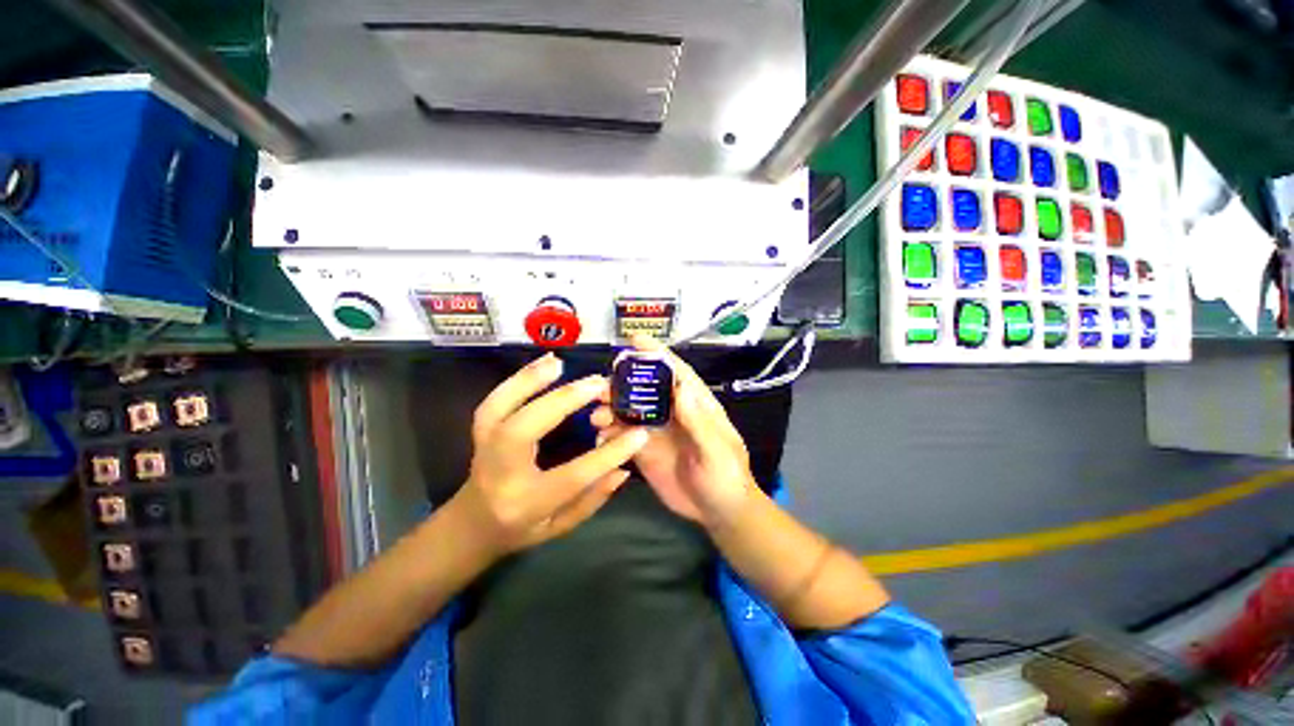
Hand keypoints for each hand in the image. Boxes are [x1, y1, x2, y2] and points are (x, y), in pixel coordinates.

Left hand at [454, 353, 649, 556]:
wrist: (471, 525)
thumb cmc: (520, 530)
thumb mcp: (560, 527)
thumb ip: (592, 499)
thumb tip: (623, 469)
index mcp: (526, 503)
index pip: (572, 477)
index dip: (608, 455)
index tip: (638, 433)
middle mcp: (500, 474)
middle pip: (524, 431)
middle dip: (562, 402)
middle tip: (597, 384)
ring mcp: (483, 448)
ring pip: (498, 409)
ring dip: (530, 380)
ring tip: (559, 362)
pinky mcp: (480, 431)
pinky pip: (493, 401)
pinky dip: (517, 378)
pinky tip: (543, 363)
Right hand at [592, 336, 759, 529]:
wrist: (719, 512)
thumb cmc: (727, 477)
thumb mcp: (717, 450)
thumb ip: (698, 422)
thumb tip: (680, 385)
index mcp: (695, 404)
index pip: (675, 372)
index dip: (657, 355)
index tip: (635, 340)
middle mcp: (672, 412)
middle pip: (644, 389)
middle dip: (621, 383)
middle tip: (599, 387)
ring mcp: (657, 431)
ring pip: (629, 410)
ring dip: (610, 408)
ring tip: (596, 416)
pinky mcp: (644, 451)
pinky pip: (623, 437)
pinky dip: (609, 434)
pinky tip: (600, 438)